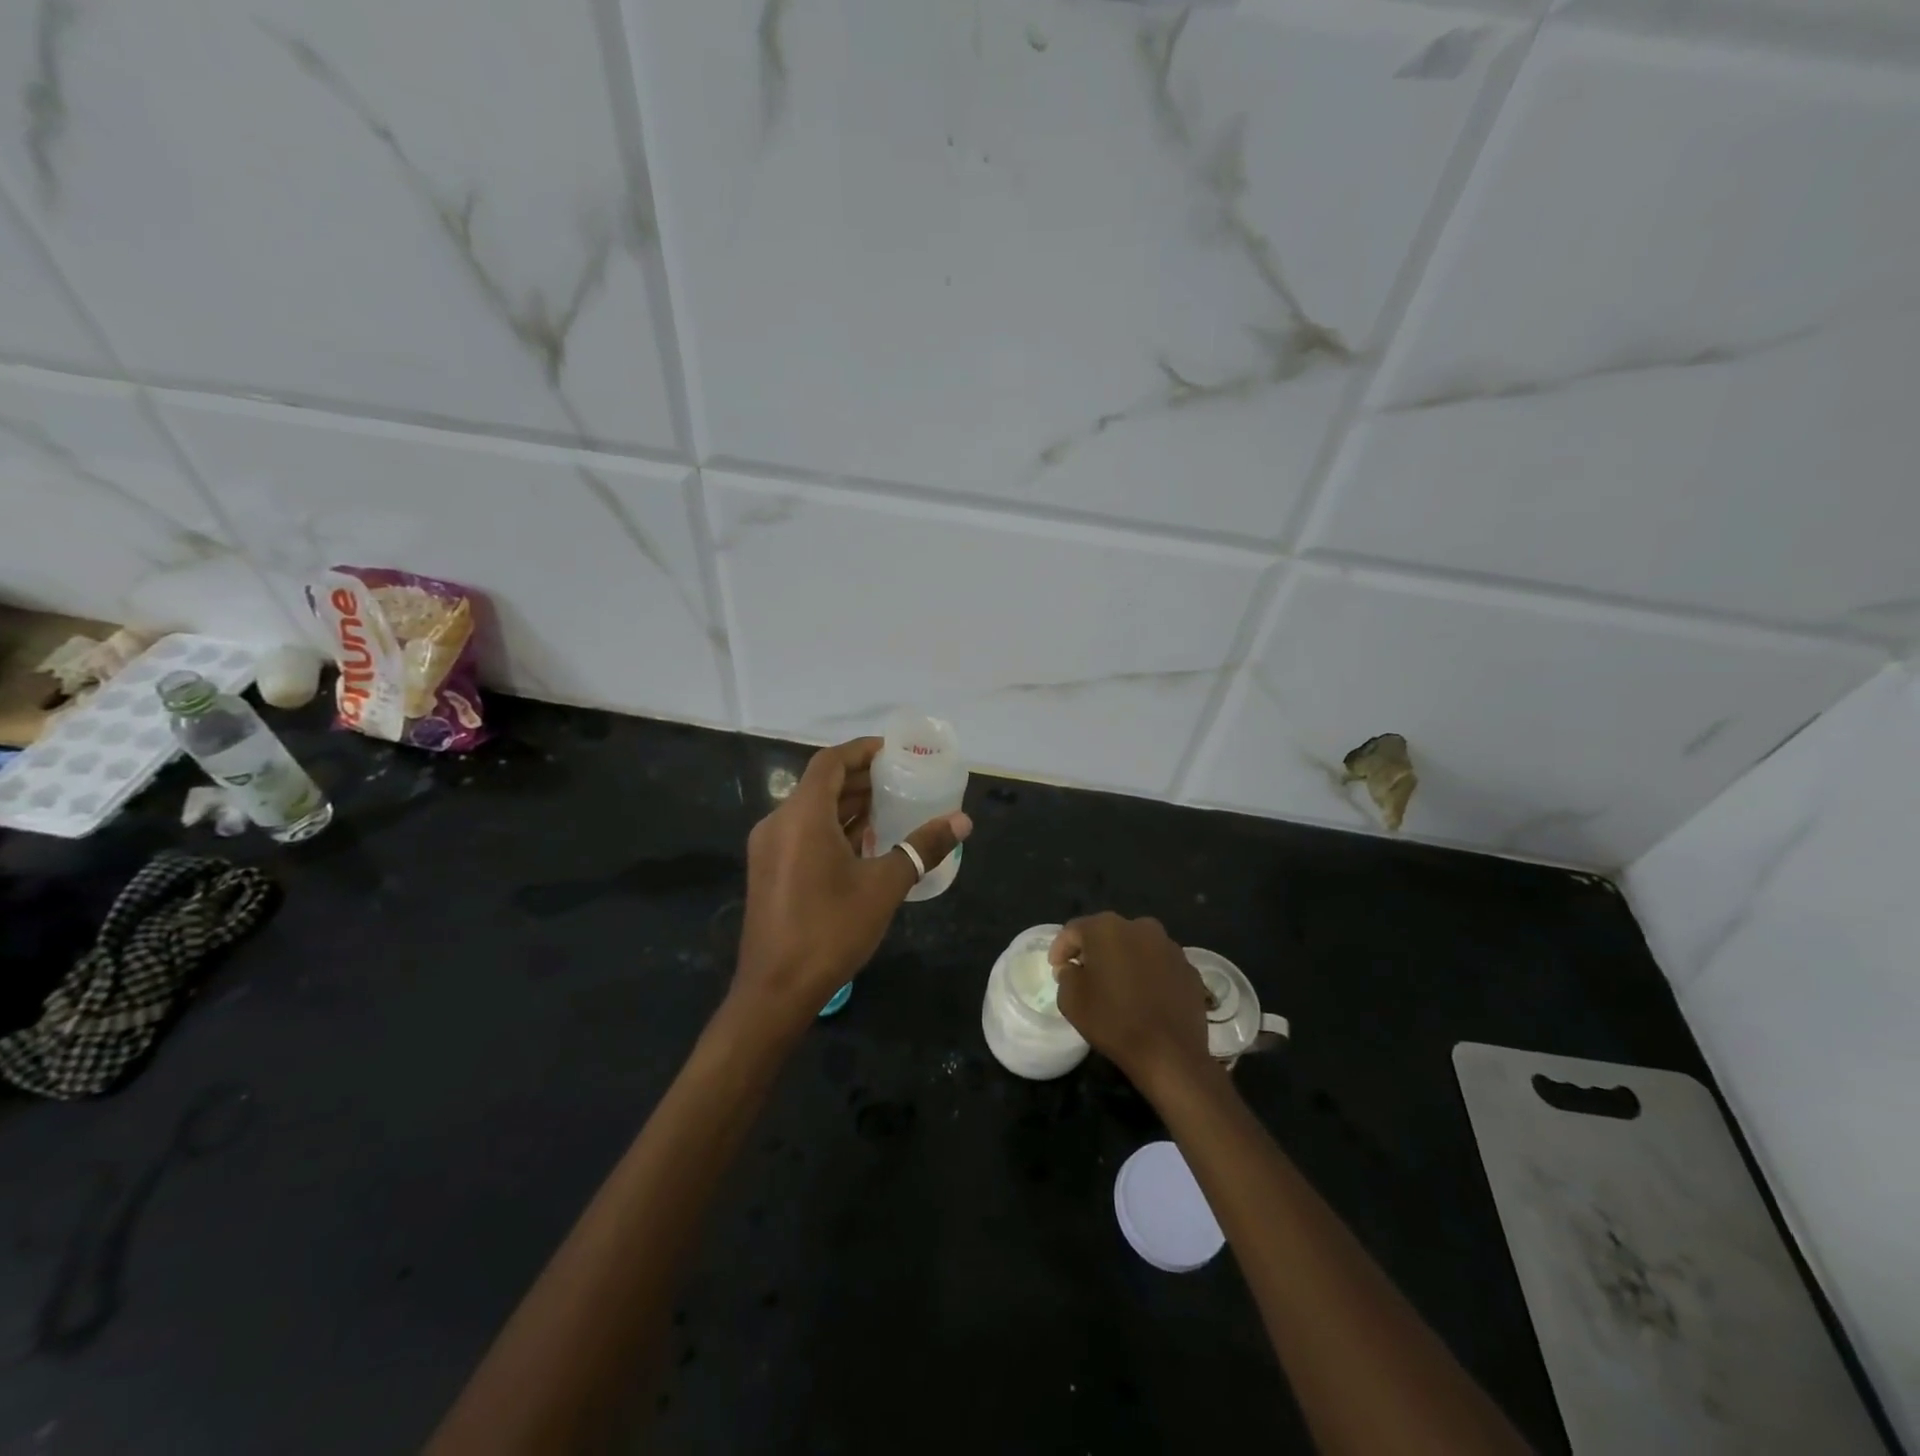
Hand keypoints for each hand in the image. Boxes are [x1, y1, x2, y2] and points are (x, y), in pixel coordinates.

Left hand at [732, 737, 970, 1034]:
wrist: (775, 990)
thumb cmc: (831, 929)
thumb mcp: (885, 885)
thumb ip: (923, 847)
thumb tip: (962, 821)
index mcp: (802, 816)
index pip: (830, 762)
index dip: (861, 751)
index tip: (892, 751)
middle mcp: (778, 823)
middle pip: (820, 785)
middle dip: (859, 778)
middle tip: (899, 780)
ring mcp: (769, 848)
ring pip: (810, 811)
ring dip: (846, 805)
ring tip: (888, 807)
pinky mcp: (768, 871)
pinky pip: (802, 833)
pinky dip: (831, 828)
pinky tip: (862, 843)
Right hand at [1049, 913, 1213, 1098]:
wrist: (1170, 1054)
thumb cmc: (1113, 1022)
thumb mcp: (1070, 1000)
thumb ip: (1066, 974)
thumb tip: (1074, 968)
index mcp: (1107, 928)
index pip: (1074, 930)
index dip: (1061, 949)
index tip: (1056, 969)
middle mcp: (1140, 927)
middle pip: (1107, 934)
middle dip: (1093, 951)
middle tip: (1085, 975)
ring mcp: (1169, 946)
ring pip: (1136, 947)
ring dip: (1123, 960)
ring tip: (1117, 987)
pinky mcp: (1189, 968)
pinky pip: (1159, 965)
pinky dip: (1148, 974)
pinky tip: (1144, 998)